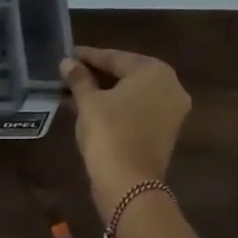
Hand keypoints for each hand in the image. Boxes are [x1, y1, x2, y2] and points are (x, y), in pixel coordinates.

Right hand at [61, 46, 191, 217]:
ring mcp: (170, 111)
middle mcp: (170, 86)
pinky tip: (87, 109)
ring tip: (72, 92)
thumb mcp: (89, 102)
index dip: (88, 56)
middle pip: (126, 75)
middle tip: (68, 74)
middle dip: (96, 75)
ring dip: (102, 93)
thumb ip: (79, 79)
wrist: (129, 183)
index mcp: (155, 71)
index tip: (67, 55)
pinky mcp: (163, 132)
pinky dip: (114, 108)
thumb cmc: (109, 133)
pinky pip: (135, 111)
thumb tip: (67, 63)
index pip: (116, 57)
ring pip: (130, 95)